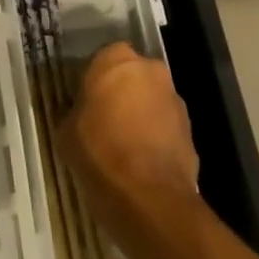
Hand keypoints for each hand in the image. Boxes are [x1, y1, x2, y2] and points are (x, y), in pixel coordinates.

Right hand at [62, 43, 199, 217]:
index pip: (102, 59)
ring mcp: (174, 100)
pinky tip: (142, 165)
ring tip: (125, 148)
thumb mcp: (67, 131)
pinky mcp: (191, 132)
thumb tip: (79, 116)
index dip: (94, 82)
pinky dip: (156, 140)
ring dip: (142, 116)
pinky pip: (166, 129)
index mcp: (115, 58)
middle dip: (122, 94)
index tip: (86, 103)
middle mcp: (149, 70)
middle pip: (132, 77)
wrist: (150, 199)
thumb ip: (74, 112)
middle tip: (105, 121)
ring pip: (152, 102)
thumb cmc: (100, 152)